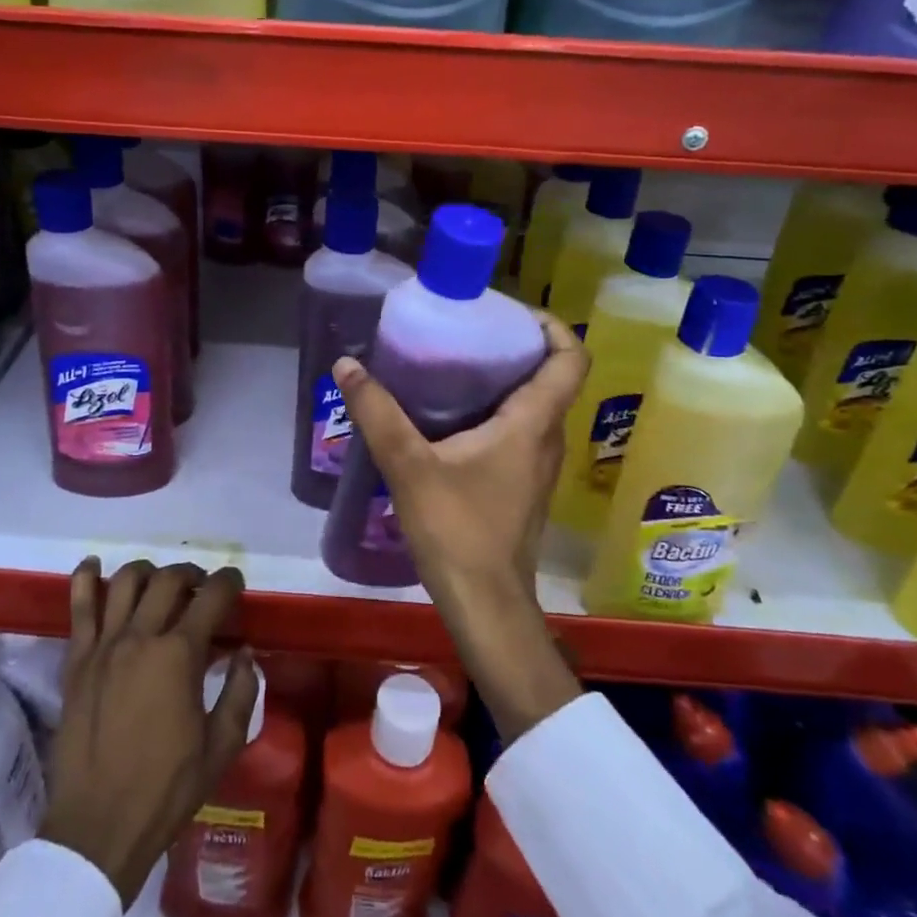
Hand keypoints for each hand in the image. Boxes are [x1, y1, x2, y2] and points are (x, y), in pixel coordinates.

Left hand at [39, 558, 257, 906]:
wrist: (98, 828)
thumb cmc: (167, 790)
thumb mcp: (222, 747)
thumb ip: (241, 691)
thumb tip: (246, 652)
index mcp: (180, 655)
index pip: (211, 597)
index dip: (229, 582)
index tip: (236, 583)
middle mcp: (141, 636)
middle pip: (170, 579)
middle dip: (193, 574)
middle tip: (202, 589)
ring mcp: (104, 645)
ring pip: (127, 581)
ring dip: (150, 572)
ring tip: (161, 584)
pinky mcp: (76, 660)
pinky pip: (79, 606)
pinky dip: (86, 578)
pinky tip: (94, 566)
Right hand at [332, 312, 587, 740]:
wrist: (486, 604)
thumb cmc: (457, 530)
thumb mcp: (409, 466)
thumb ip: (377, 414)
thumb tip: (347, 365)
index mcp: (533, 423)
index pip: (570, 359)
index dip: (551, 326)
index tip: (513, 312)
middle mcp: (547, 439)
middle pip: (552, 376)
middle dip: (517, 346)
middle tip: (470, 330)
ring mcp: (539, 465)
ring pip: (537, 405)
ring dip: (507, 379)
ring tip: (456, 364)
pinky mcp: (523, 485)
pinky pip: (521, 431)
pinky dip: (498, 410)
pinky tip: (453, 417)